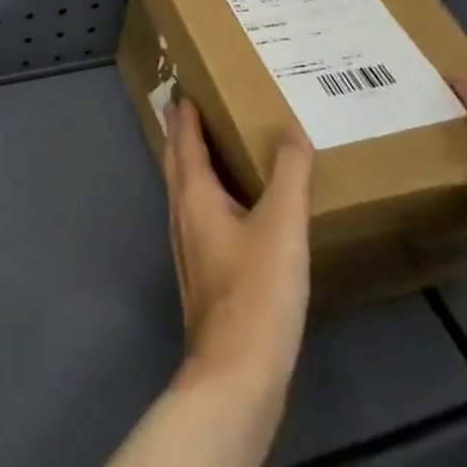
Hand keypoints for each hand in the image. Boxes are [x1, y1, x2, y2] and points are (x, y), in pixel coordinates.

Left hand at [161, 98, 314, 400]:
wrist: (237, 375)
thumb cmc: (257, 291)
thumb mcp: (282, 224)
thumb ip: (289, 173)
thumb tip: (290, 128)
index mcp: (195, 197)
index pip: (185, 143)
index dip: (184, 117)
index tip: (183, 91)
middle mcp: (183, 217)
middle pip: (176, 165)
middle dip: (180, 136)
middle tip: (186, 109)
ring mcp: (190, 250)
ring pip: (184, 193)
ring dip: (190, 165)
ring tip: (207, 149)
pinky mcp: (203, 277)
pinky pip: (199, 218)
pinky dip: (207, 196)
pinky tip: (230, 211)